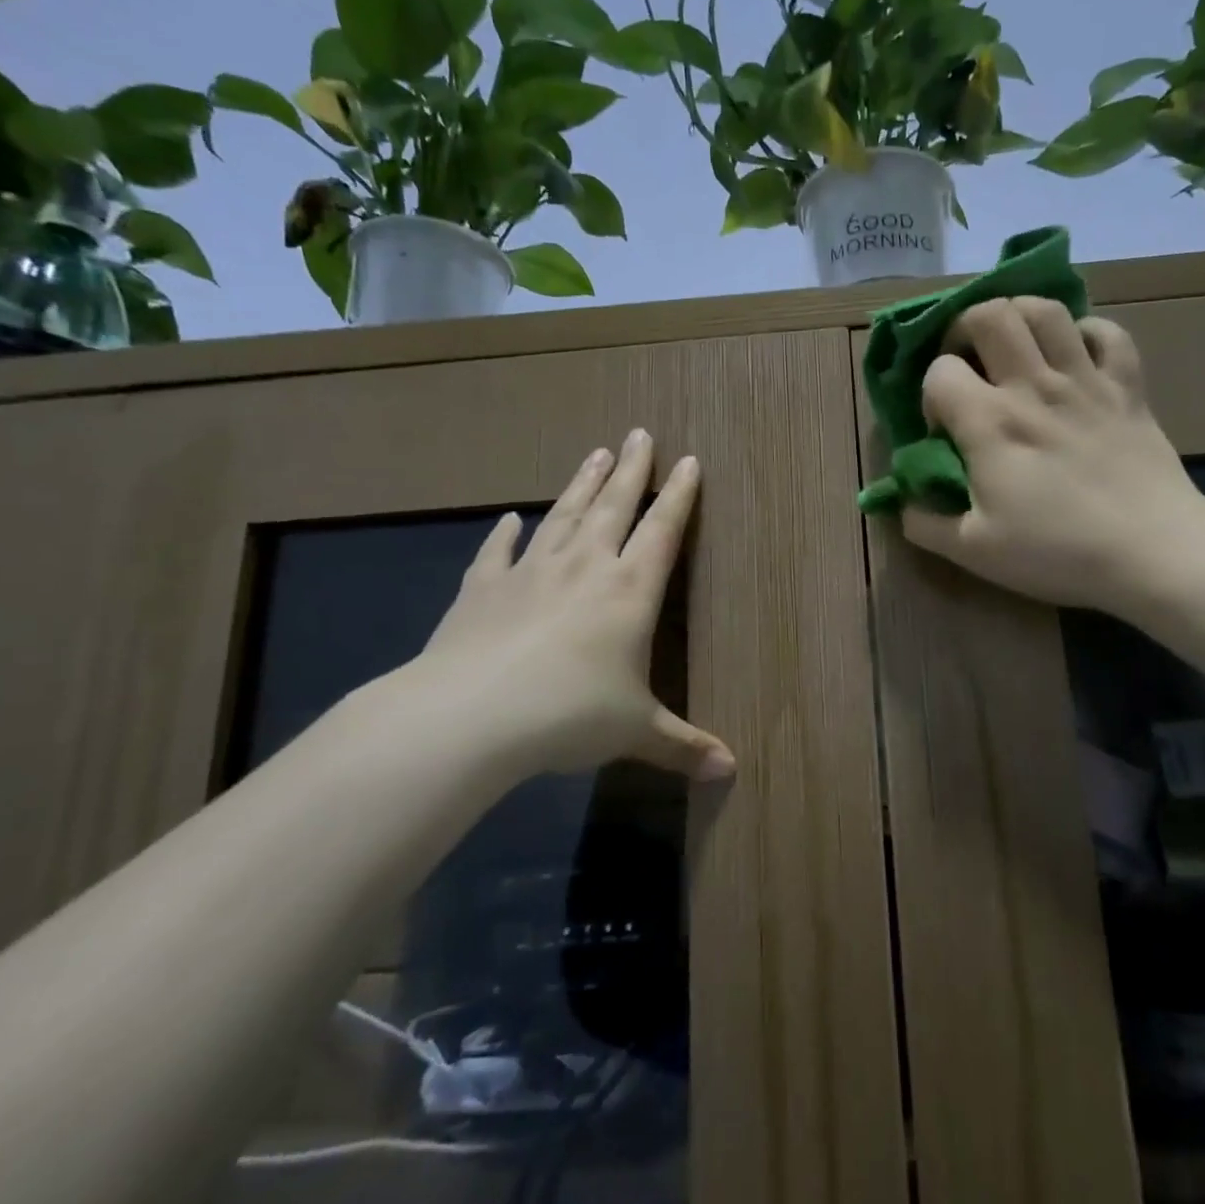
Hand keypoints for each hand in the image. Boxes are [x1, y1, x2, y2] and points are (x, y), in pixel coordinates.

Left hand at [387, 430, 734, 785]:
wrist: (473, 714)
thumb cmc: (571, 715)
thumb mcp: (636, 732)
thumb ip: (683, 746)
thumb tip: (731, 771)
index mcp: (629, 591)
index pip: (663, 530)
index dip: (679, 495)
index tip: (688, 461)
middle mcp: (584, 567)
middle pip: (614, 505)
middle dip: (631, 469)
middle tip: (638, 433)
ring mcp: (531, 571)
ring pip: (563, 515)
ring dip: (581, 484)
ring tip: (594, 453)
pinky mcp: (483, 588)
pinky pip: (498, 551)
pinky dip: (505, 533)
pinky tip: (510, 518)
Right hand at [901, 299, 1204, 612]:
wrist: (1153, 552)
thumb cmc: (1057, 552)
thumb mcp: (974, 551)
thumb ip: (925, 523)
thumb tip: (903, 501)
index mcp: (989, 423)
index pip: (940, 372)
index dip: (930, 394)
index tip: (943, 429)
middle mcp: (1033, 386)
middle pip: (990, 315)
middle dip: (964, 330)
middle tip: (969, 364)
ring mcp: (1086, 379)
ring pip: (1046, 310)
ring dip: (1019, 317)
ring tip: (1014, 347)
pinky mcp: (1128, 385)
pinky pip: (1107, 332)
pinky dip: (1084, 334)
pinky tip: (1074, 357)